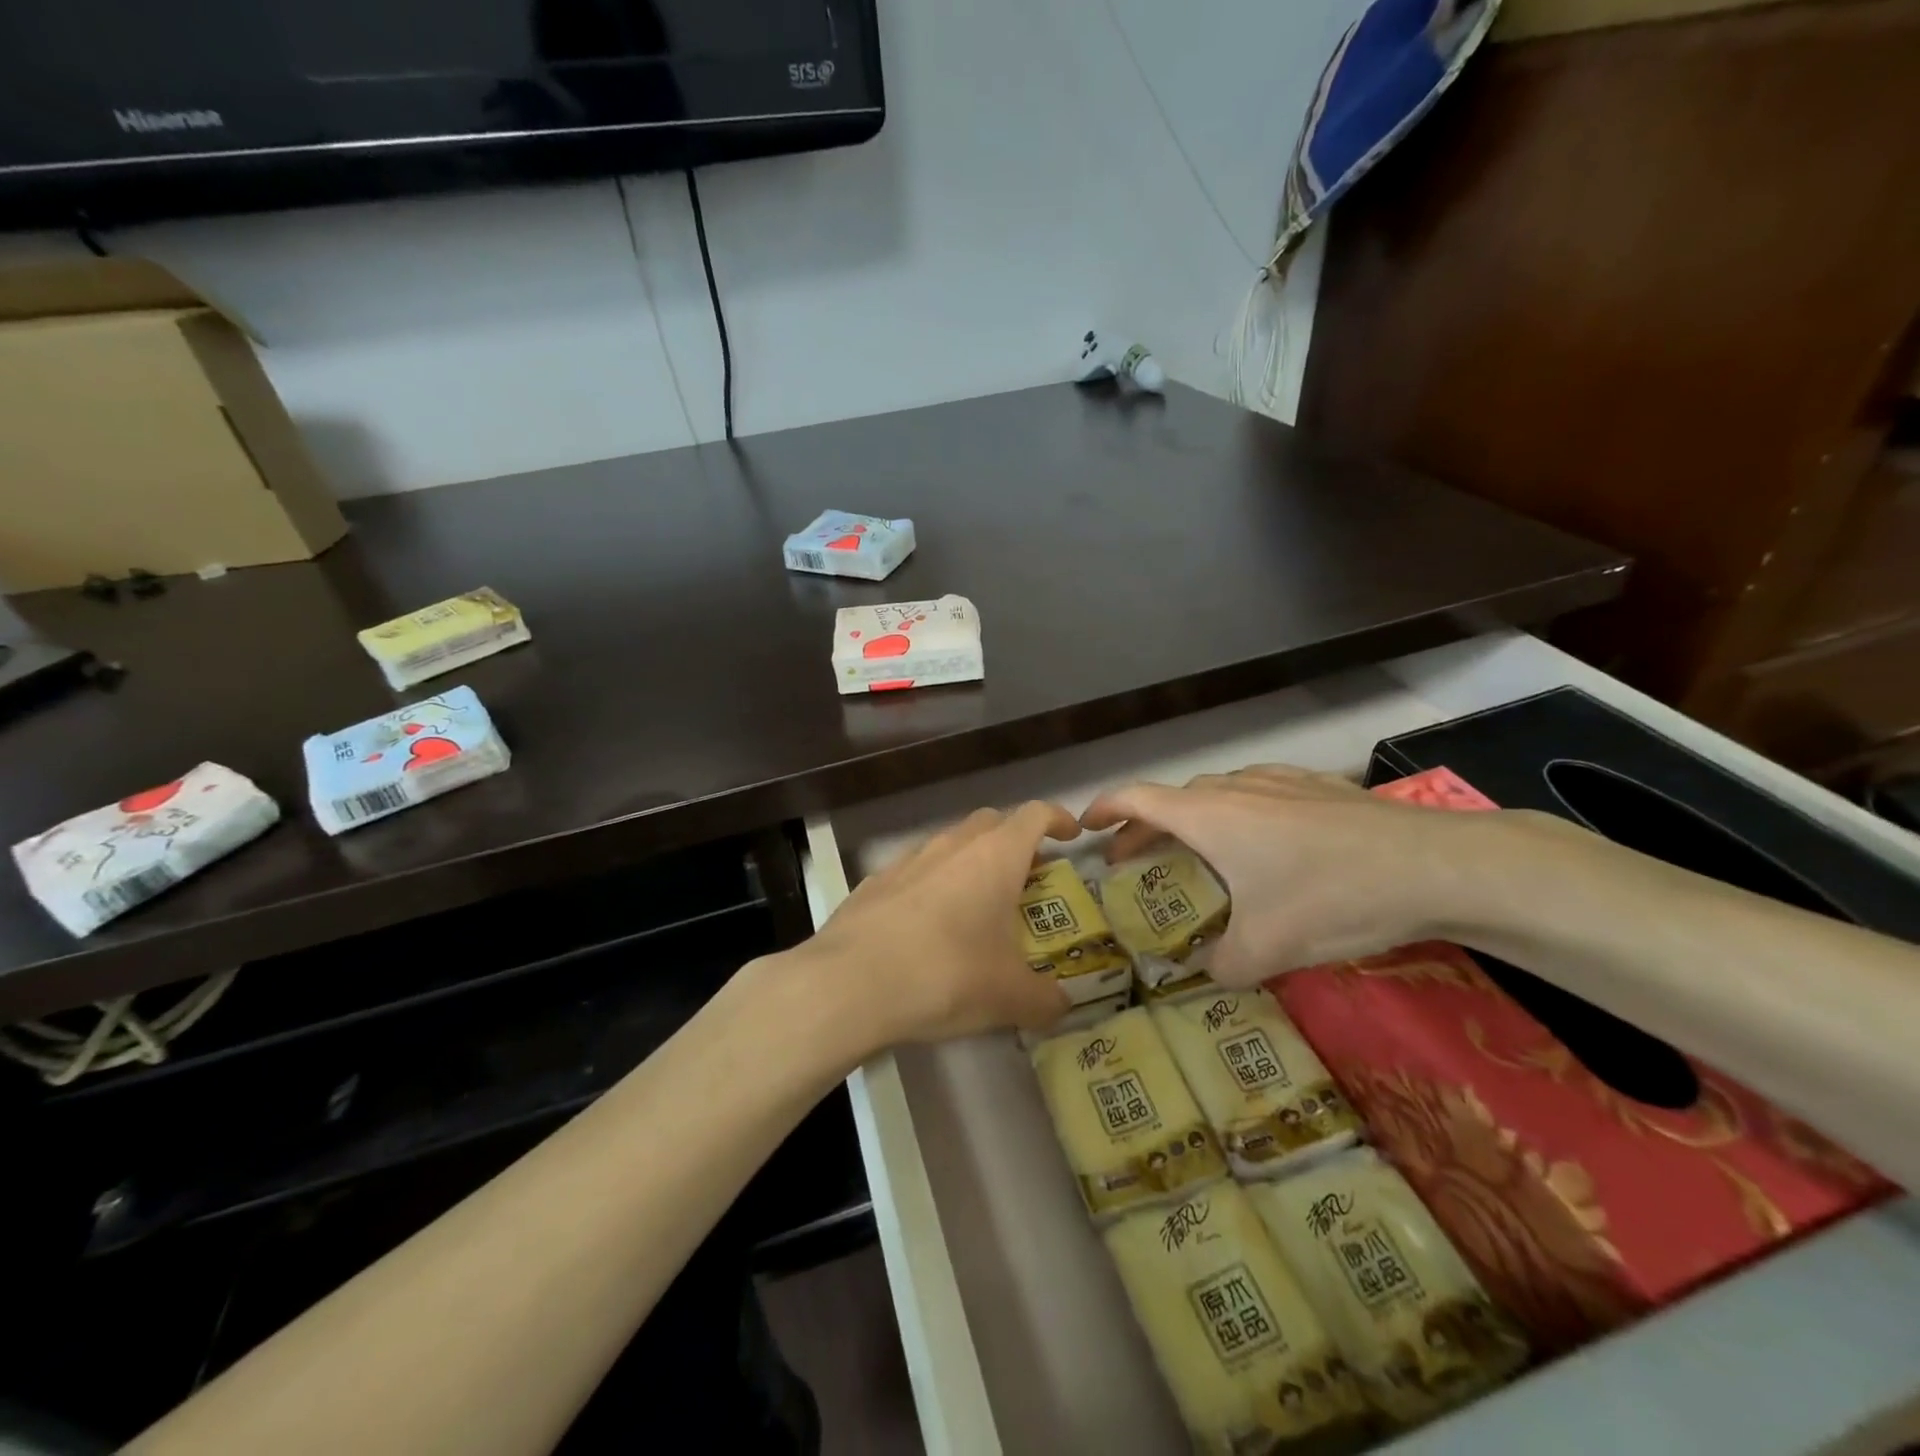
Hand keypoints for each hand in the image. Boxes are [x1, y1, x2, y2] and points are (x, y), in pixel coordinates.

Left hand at [805, 801, 1077, 1045]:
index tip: (1071, 836)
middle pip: (991, 822)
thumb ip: (1045, 999)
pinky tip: (927, 925)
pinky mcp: (874, 882)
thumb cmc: (945, 975)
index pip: (1034, 815)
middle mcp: (952, 846)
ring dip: (971, 862)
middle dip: (1014, 840)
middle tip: (1027, 876)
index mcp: (994, 857)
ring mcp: (908, 860)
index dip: (1057, 819)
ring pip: (950, 844)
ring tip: (977, 904)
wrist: (849, 983)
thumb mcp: (1009, 997)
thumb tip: (1060, 1006)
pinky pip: (914, 871)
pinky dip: (932, 885)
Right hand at [1081, 765, 1543, 985]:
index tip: (1085, 825)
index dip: (1104, 808)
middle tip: (1133, 858)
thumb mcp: (1269, 947)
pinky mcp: (1319, 787)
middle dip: (1144, 826)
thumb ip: (1224, 966)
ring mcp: (1280, 782)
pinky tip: (1265, 842)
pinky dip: (1239, 813)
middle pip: (1173, 798)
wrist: (1435, 864)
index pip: (1136, 797)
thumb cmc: (1332, 897)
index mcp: (1209, 816)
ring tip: (1196, 851)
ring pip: (1217, 793)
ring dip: (1193, 819)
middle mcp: (1236, 789)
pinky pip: (1259, 793)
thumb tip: (1209, 975)